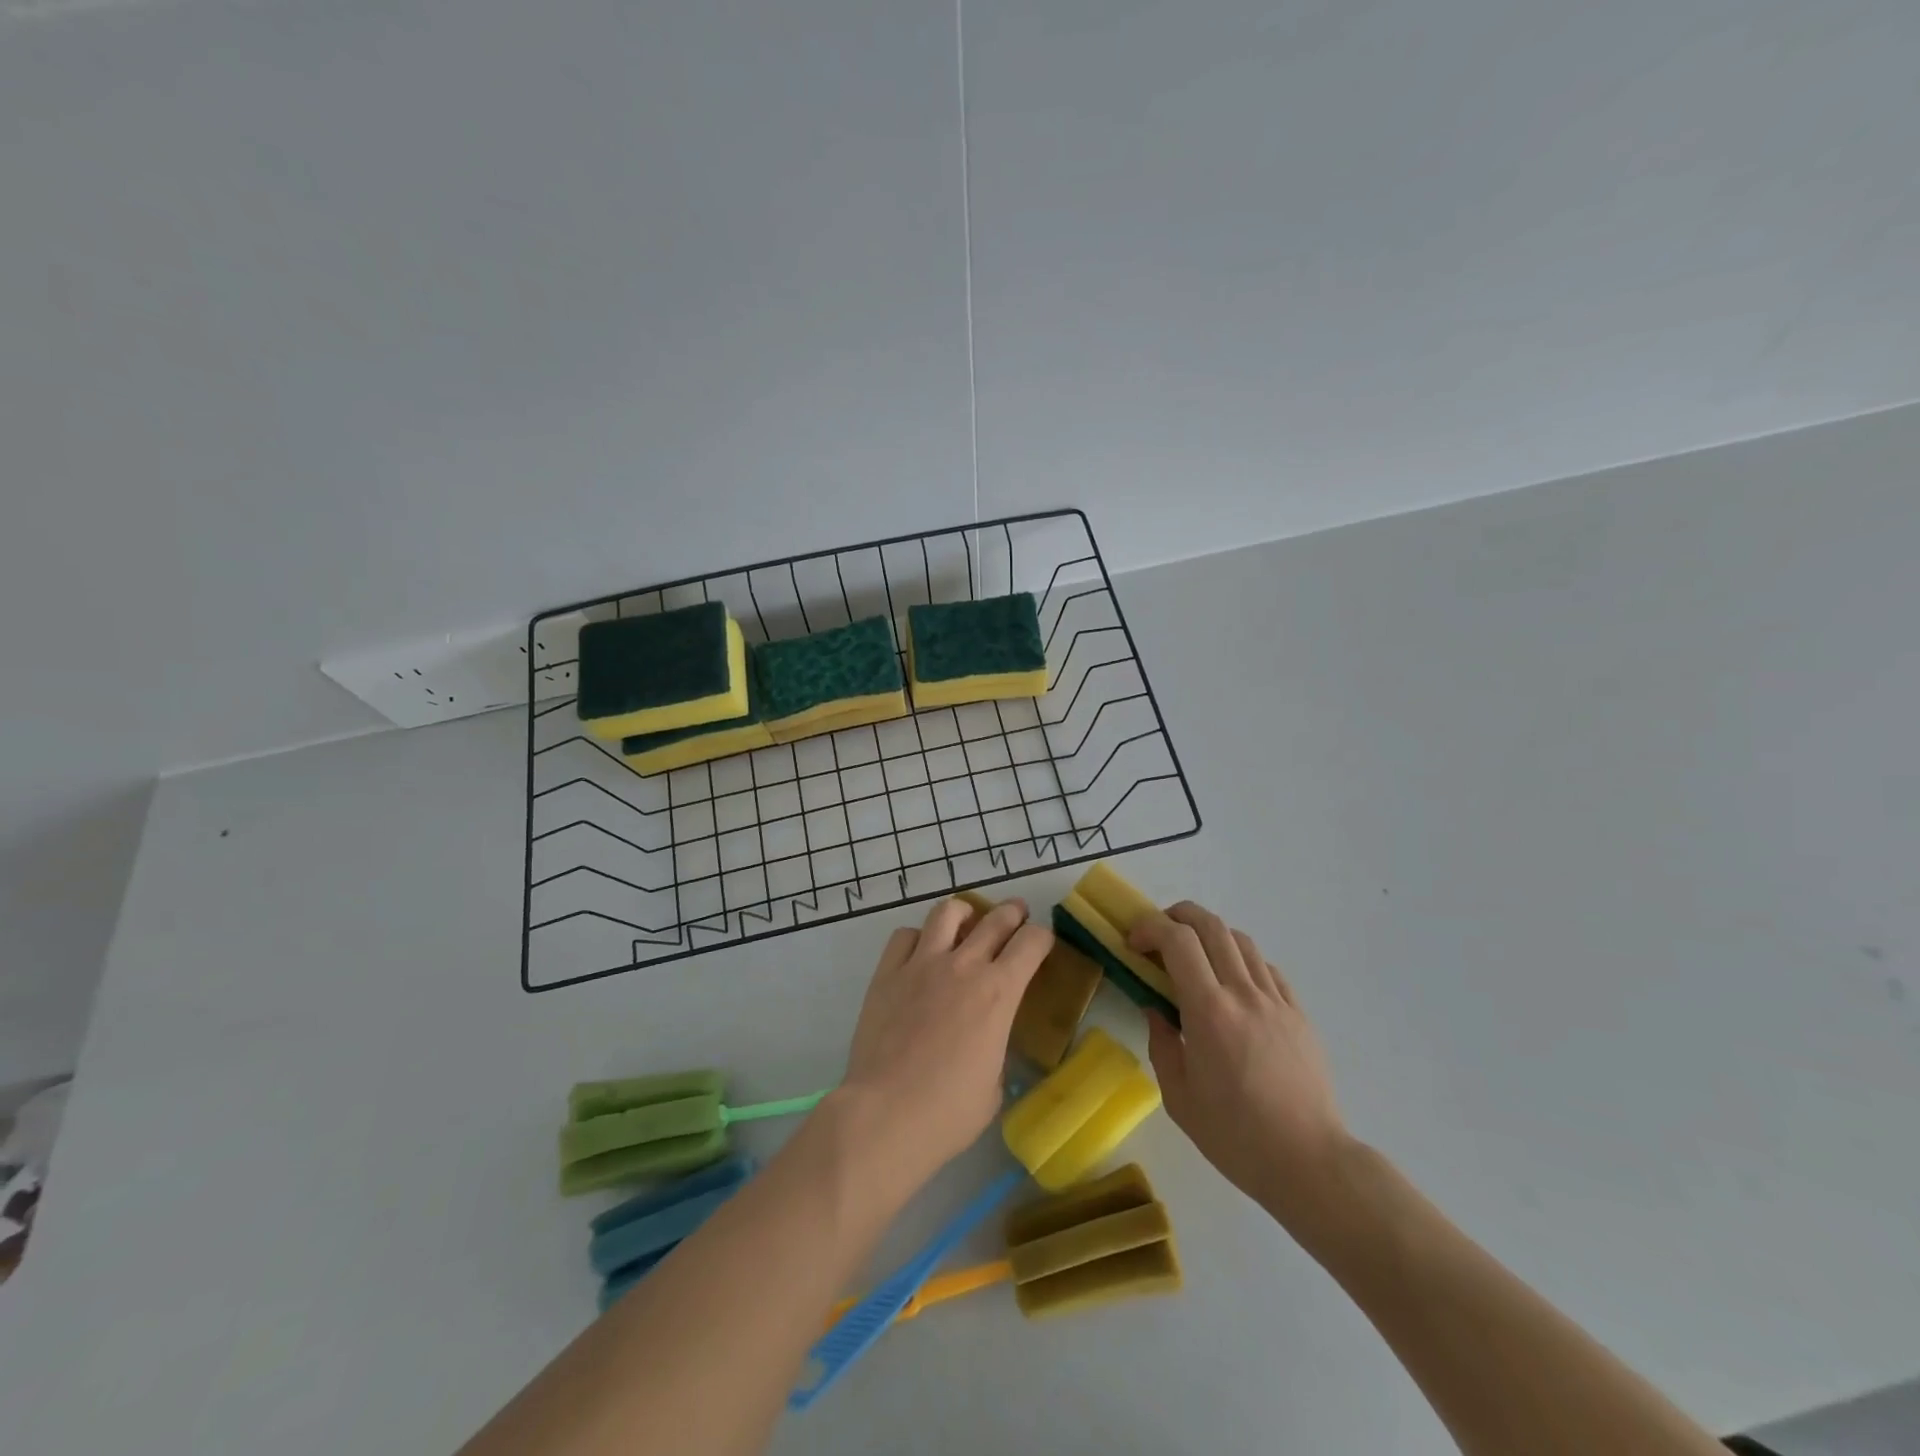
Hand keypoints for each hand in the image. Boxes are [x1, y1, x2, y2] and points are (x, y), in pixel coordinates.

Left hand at [837, 896, 1051, 1192]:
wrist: (886, 1114)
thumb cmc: (949, 1112)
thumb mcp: (994, 1083)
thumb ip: (995, 1045)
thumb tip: (986, 1038)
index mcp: (999, 992)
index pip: (1032, 942)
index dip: (1043, 937)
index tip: (1042, 943)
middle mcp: (963, 965)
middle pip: (996, 918)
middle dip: (1012, 913)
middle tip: (1016, 915)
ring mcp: (922, 964)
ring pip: (948, 912)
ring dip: (964, 912)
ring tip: (966, 922)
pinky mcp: (887, 972)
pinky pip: (905, 936)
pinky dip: (918, 938)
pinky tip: (920, 954)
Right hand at [1131, 902, 1347, 1224]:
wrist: (1309, 1162)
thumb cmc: (1235, 1136)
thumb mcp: (1179, 1097)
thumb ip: (1162, 1044)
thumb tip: (1156, 1010)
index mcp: (1209, 1011)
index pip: (1178, 940)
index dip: (1150, 927)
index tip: (1134, 943)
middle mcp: (1244, 994)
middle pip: (1211, 925)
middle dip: (1177, 916)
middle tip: (1159, 935)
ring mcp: (1276, 1001)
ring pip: (1241, 940)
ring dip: (1210, 935)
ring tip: (1194, 957)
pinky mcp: (1298, 1014)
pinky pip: (1267, 969)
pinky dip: (1241, 961)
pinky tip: (1232, 985)